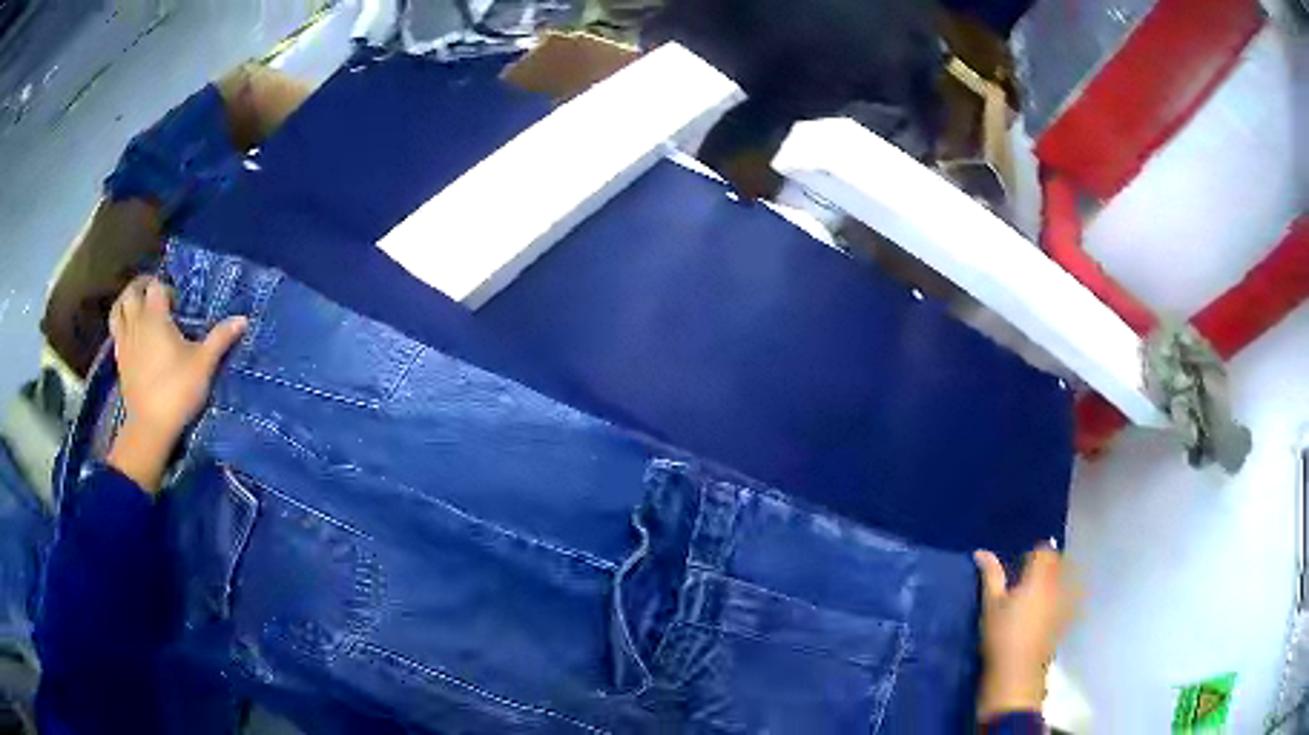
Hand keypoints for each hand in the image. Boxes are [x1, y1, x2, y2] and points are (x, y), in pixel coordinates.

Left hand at [106, 275, 246, 492]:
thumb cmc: (177, 391)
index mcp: (155, 317)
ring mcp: (124, 341)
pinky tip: (130, 334)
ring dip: (126, 302)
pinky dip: (121, 324)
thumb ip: (220, 338)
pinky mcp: (119, 360)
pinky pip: (115, 331)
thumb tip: (243, 319)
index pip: (156, 286)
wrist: (150, 427)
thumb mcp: (204, 365)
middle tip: (154, 293)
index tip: (176, 303)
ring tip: (137, 306)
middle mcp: (136, 323)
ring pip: (118, 309)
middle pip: (131, 292)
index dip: (165, 289)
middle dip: (142, 287)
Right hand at [974, 545, 1078, 720]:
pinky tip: (1045, 611)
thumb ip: (990, 575)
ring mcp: (1065, 602)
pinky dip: (1060, 596)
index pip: (1044, 551)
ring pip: (1065, 579)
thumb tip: (981, 552)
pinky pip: (1068, 596)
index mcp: (1039, 577)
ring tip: (1037, 594)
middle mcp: (1057, 584)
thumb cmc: (1001, 635)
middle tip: (1027, 580)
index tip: (1020, 568)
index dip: (1033, 555)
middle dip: (1046, 566)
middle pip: (1057, 562)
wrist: (1017, 671)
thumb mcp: (991, 604)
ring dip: (1054, 579)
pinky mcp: (1066, 619)